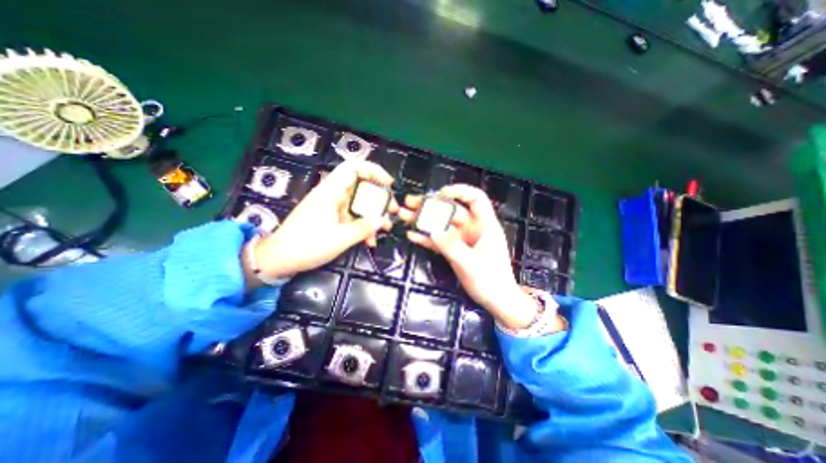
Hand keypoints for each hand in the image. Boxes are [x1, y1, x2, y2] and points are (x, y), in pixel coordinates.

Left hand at [242, 160, 396, 286]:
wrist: (280, 259)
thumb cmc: (307, 245)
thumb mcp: (340, 238)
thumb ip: (364, 228)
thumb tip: (382, 219)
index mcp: (330, 192)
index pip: (353, 168)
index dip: (373, 171)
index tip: (388, 184)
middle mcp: (332, 195)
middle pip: (361, 187)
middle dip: (380, 198)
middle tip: (393, 210)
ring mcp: (332, 207)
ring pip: (359, 204)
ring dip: (374, 215)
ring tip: (386, 227)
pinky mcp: (332, 219)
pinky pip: (353, 217)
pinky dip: (363, 226)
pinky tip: (370, 241)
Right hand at [400, 185, 543, 328]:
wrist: (495, 300)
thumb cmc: (490, 281)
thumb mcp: (471, 263)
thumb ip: (451, 246)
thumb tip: (433, 230)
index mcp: (485, 225)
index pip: (476, 199)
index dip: (460, 191)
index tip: (441, 193)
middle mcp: (472, 228)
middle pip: (451, 210)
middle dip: (431, 205)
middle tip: (411, 202)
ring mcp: (461, 239)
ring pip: (441, 224)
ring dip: (423, 220)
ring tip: (404, 214)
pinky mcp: (453, 249)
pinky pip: (438, 240)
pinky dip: (426, 237)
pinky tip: (412, 235)